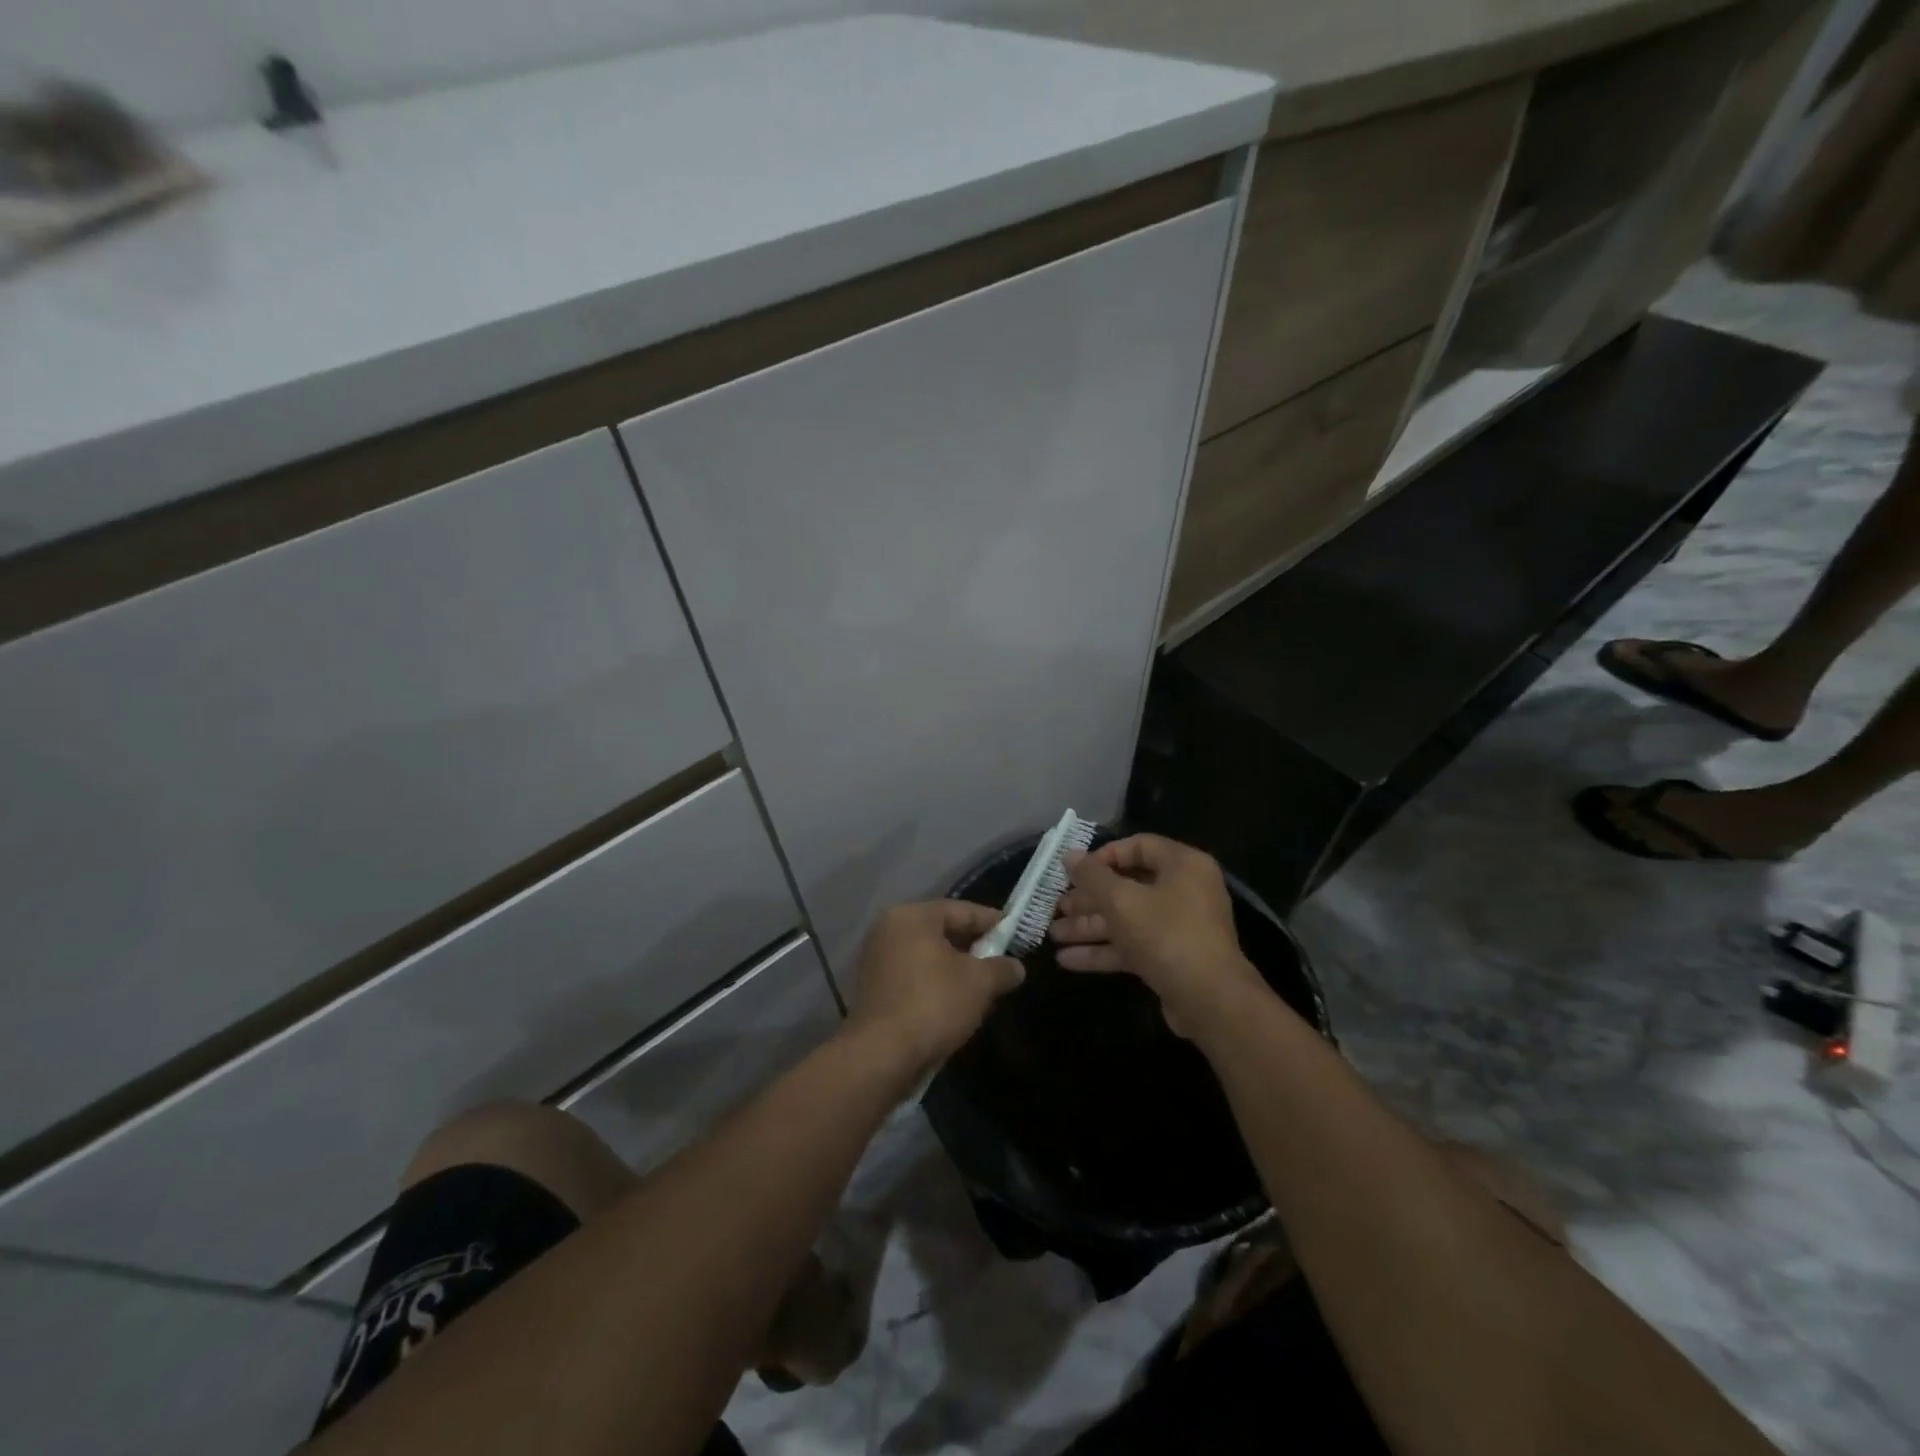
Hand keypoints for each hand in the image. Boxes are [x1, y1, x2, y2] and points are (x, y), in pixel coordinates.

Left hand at [845, 901, 1024, 1079]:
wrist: (881, 1055)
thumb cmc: (933, 1004)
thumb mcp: (980, 983)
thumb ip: (1001, 969)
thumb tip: (1015, 967)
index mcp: (912, 916)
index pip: (961, 910)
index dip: (992, 922)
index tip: (1015, 932)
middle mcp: (889, 929)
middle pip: (942, 930)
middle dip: (973, 946)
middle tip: (1001, 960)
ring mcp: (876, 959)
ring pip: (927, 955)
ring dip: (954, 967)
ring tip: (982, 984)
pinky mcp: (873, 988)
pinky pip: (913, 975)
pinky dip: (935, 982)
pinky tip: (955, 1002)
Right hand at [1050, 835, 1262, 1033]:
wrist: (1210, 1000)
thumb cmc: (1166, 935)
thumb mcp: (1122, 900)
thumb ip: (1092, 876)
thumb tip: (1069, 855)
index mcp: (1183, 865)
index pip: (1138, 846)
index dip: (1102, 856)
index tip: (1074, 872)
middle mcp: (1184, 890)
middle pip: (1128, 886)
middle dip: (1088, 899)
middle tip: (1057, 906)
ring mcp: (1178, 926)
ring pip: (1126, 919)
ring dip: (1089, 927)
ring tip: (1053, 934)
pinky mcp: (1170, 957)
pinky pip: (1132, 945)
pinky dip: (1103, 950)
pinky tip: (1067, 960)